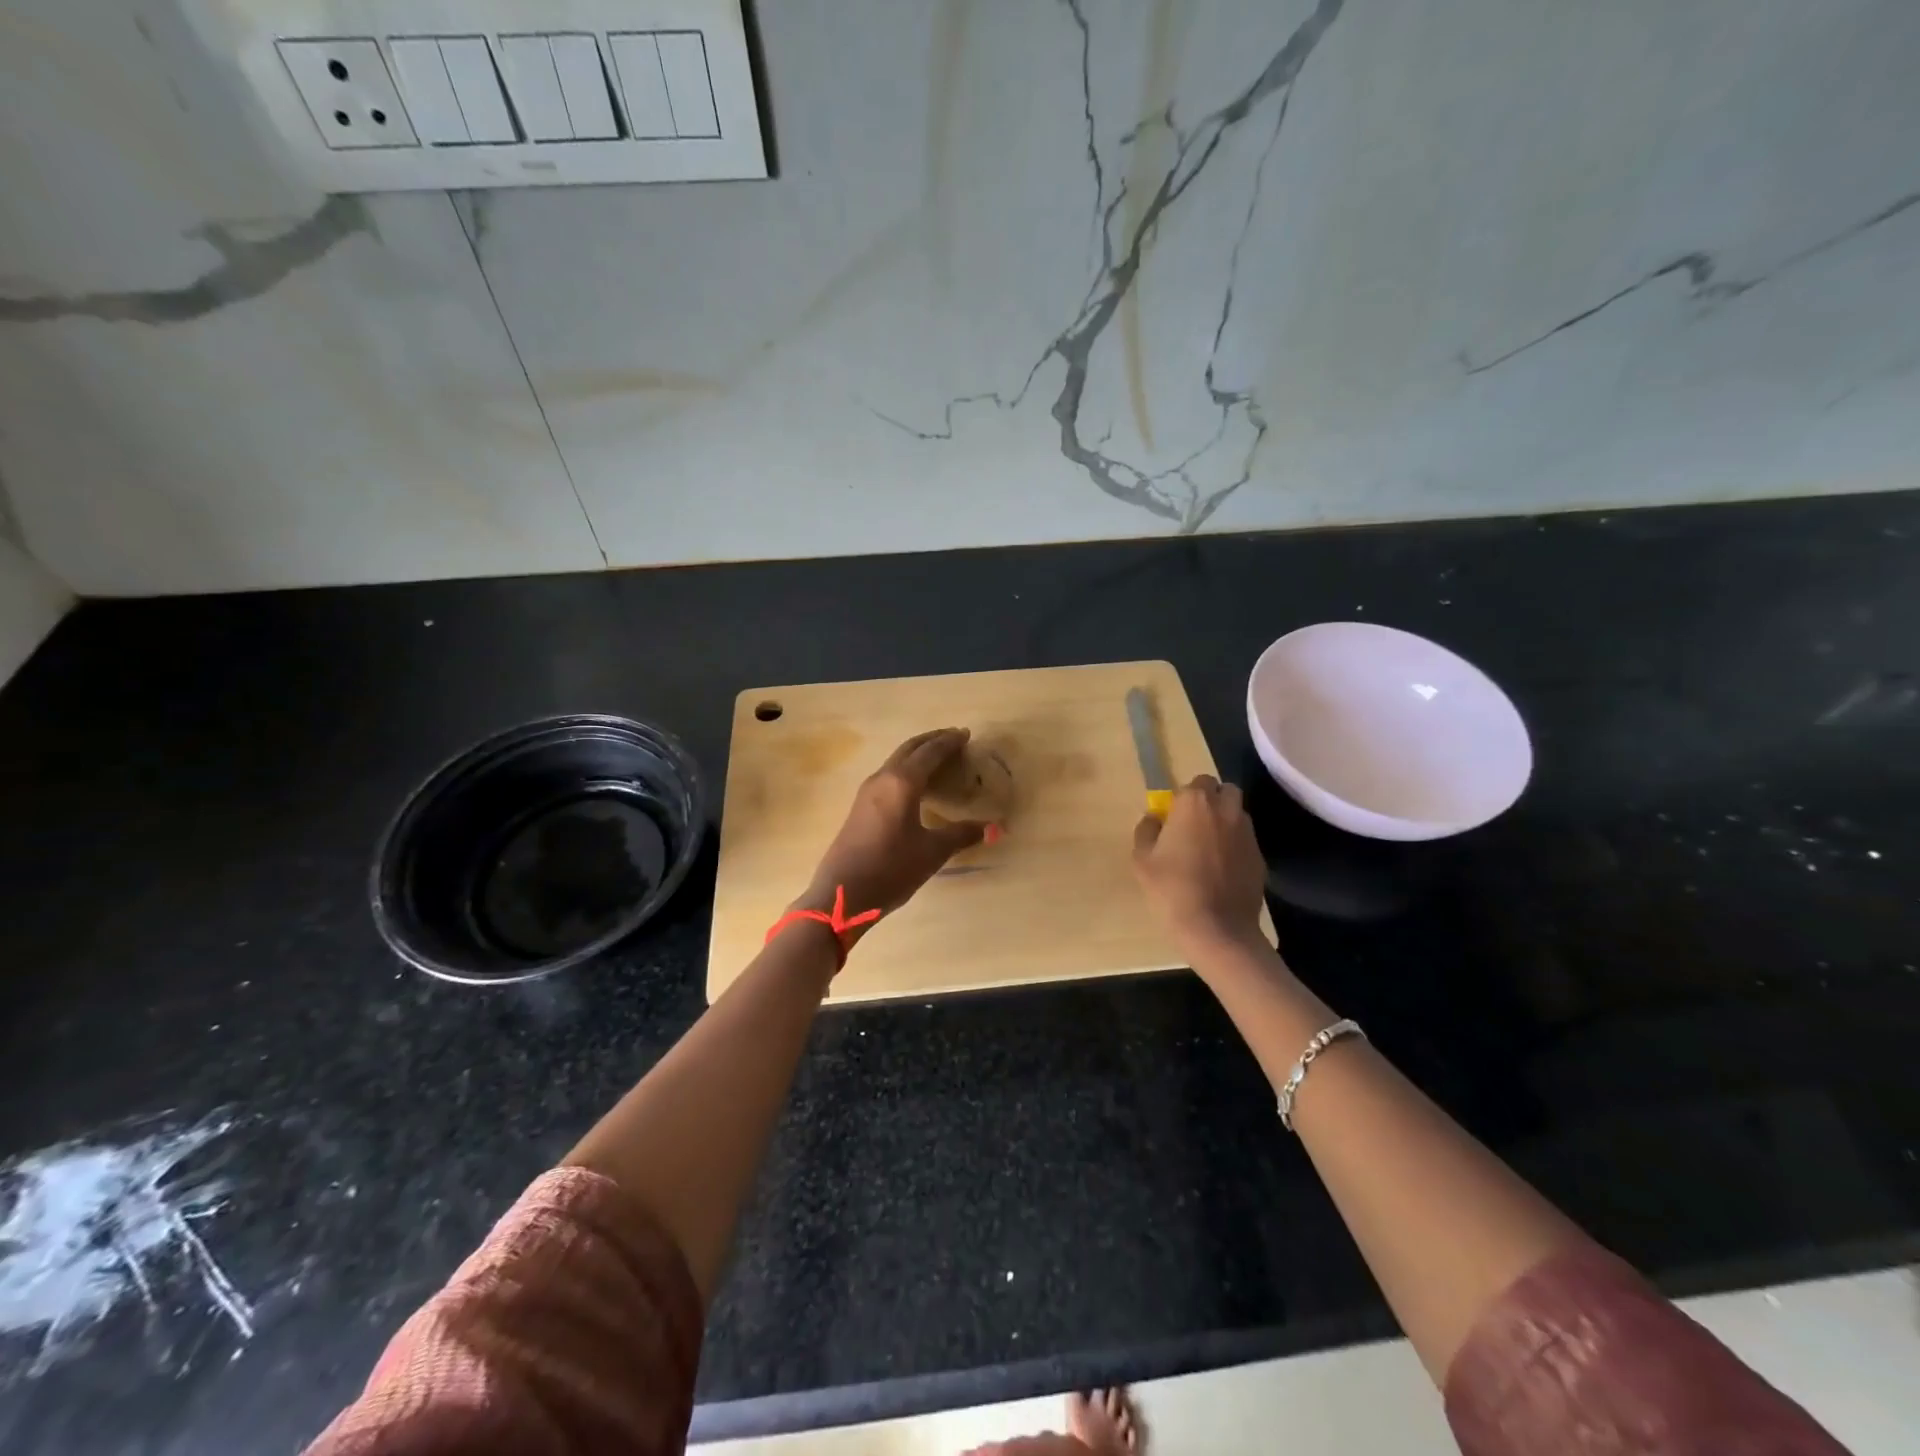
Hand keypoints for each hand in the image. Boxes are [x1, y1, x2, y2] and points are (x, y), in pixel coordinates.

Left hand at [798, 728, 988, 928]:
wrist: (841, 895)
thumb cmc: (890, 869)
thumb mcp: (932, 853)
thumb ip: (961, 835)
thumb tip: (991, 827)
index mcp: (902, 783)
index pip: (930, 752)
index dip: (949, 742)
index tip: (966, 734)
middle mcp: (883, 778)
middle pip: (910, 749)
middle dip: (932, 740)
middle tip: (954, 738)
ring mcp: (867, 791)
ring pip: (897, 760)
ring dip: (918, 754)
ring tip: (939, 758)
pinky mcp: (860, 806)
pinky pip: (889, 775)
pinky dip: (907, 769)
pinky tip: (916, 784)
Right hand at [1132, 774, 1266, 951]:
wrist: (1216, 928)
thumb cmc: (1171, 888)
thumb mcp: (1142, 859)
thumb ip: (1147, 830)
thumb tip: (1154, 818)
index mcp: (1195, 803)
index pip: (1197, 781)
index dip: (1186, 796)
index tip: (1175, 816)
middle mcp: (1226, 810)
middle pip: (1225, 790)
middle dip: (1212, 800)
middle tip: (1195, 824)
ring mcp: (1247, 833)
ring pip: (1238, 814)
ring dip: (1226, 821)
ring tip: (1210, 847)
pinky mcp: (1260, 857)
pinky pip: (1246, 841)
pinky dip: (1236, 846)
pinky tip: (1223, 869)